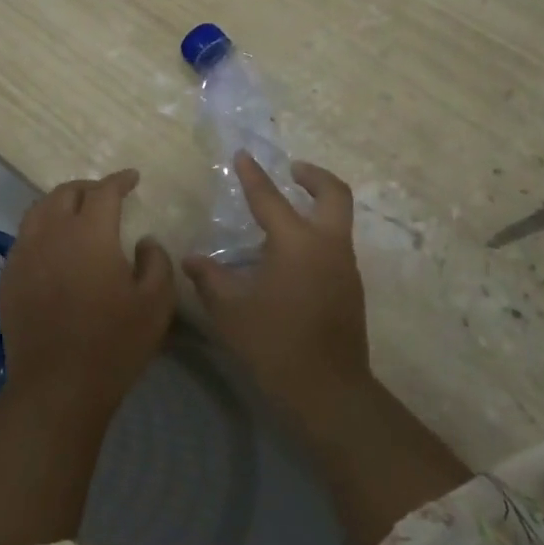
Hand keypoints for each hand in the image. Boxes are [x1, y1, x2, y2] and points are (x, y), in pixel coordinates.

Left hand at [0, 169, 177, 415]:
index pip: (103, 191)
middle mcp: (51, 233)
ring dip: (60, 203)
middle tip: (105, 196)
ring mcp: (24, 254)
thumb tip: (143, 240)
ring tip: (76, 213)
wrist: (57, 386)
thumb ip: (156, 260)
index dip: (119, 180)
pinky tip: (53, 245)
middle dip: (88, 188)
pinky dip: (41, 228)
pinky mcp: (9, 277)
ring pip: (38, 210)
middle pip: (65, 193)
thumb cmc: (113, 343)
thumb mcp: (156, 302)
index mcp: (89, 233)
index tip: (132, 178)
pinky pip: (24, 237)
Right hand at [184, 153, 369, 413]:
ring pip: (338, 220)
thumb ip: (210, 279)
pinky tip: (290, 257)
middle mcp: (327, 245)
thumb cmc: (274, 344)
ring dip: (317, 206)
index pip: (270, 198)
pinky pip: (335, 245)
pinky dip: (317, 234)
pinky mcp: (351, 287)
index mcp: (296, 243)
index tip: (244, 154)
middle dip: (314, 176)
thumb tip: (192, 259)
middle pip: (333, 194)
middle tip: (292, 170)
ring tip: (284, 216)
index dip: (253, 175)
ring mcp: (345, 266)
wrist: (328, 390)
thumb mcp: (230, 311)